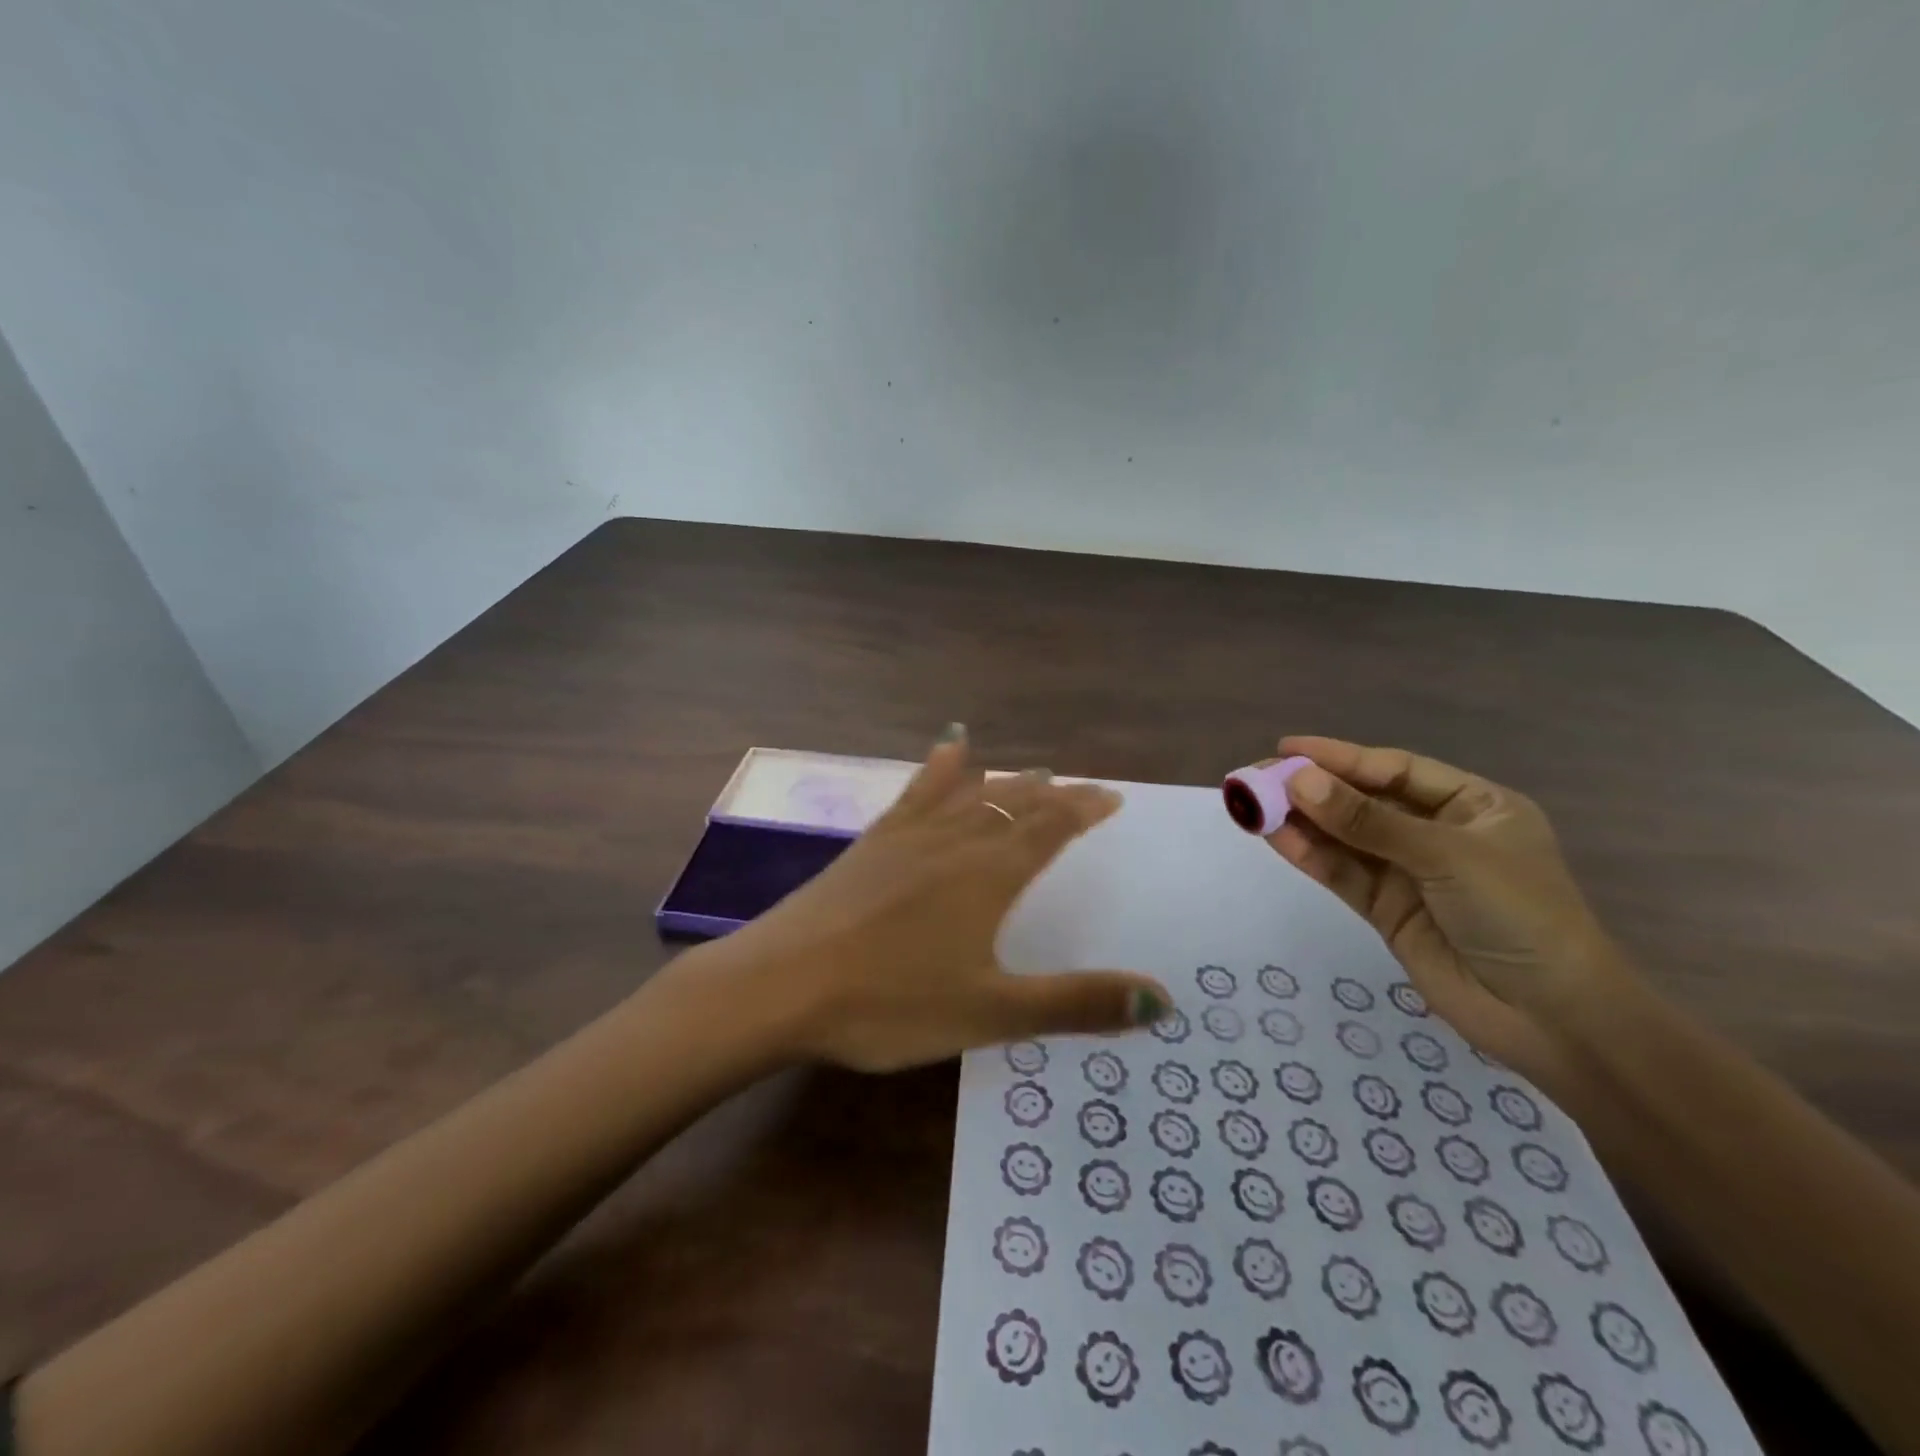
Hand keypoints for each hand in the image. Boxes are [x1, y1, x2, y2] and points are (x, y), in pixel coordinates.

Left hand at [706, 728, 1170, 1072]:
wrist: (780, 984)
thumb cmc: (889, 1003)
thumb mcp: (990, 1013)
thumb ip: (1076, 1004)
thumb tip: (1163, 998)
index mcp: (988, 875)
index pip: (1050, 829)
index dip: (1084, 810)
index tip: (1112, 798)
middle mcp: (954, 841)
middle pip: (1015, 804)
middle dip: (1053, 796)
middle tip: (1079, 788)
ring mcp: (908, 835)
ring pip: (971, 793)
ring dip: (1007, 782)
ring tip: (1031, 772)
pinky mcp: (871, 841)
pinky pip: (917, 791)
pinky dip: (941, 767)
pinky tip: (949, 746)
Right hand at [1265, 735, 1638, 1092]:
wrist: (1553, 1019)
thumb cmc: (1519, 916)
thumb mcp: (1446, 856)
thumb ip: (1367, 821)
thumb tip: (1297, 781)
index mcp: (1473, 806)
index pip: (1394, 771)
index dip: (1340, 757)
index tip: (1286, 747)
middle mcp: (1438, 834)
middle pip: (1363, 802)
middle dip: (1311, 788)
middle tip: (1255, 776)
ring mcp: (1409, 874)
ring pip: (1345, 838)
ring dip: (1300, 821)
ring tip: (1250, 802)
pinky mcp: (1386, 910)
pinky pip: (1342, 874)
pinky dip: (1309, 855)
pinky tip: (1274, 835)